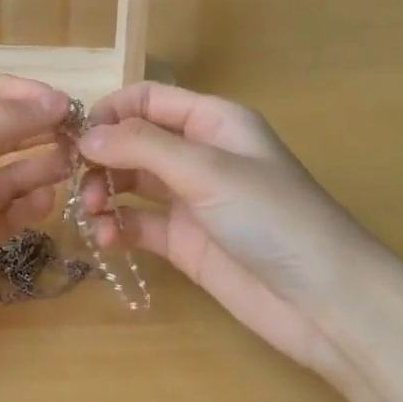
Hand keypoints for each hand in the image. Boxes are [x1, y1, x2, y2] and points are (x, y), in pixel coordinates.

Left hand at [0, 76, 70, 345]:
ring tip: (73, 169)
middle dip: (43, 132)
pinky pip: (5, 219)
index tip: (72, 109)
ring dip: (41, 169)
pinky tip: (44, 203)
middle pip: (7, 134)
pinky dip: (26, 210)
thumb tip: (59, 101)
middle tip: (84, 142)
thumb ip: (1, 123)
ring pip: (11, 176)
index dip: (33, 97)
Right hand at [77, 83, 390, 381]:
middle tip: (78, 182)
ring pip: (130, 183)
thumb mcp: (207, 170)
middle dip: (102, 158)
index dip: (110, 112)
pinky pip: (138, 223)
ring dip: (104, 193)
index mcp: (212, 122)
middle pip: (132, 142)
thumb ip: (142, 147)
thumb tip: (85, 135)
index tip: (77, 138)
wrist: (326, 301)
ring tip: (92, 214)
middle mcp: (198, 154)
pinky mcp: (184, 241)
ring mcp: (190, 200)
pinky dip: (116, 227)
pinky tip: (106, 239)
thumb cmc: (272, 217)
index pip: (147, 100)